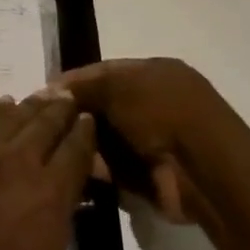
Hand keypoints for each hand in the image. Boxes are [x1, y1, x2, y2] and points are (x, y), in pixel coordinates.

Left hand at [0, 93, 95, 249]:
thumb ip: (61, 216)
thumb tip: (65, 189)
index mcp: (49, 194)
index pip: (76, 149)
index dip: (85, 132)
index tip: (89, 121)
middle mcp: (18, 161)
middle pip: (46, 122)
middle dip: (61, 109)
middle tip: (69, 98)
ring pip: (14, 115)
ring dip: (32, 106)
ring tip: (44, 98)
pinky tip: (5, 106)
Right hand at [56, 58, 240, 224]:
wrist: (203, 170)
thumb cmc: (162, 111)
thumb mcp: (118, 85)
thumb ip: (85, 86)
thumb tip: (53, 90)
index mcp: (156, 73)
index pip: (106, 72)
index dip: (75, 81)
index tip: (45, 94)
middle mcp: (157, 103)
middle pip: (106, 106)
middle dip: (79, 115)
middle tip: (47, 124)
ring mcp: (157, 142)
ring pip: (108, 139)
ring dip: (86, 144)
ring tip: (57, 148)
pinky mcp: (153, 177)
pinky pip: (116, 169)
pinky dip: (98, 170)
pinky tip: (76, 169)